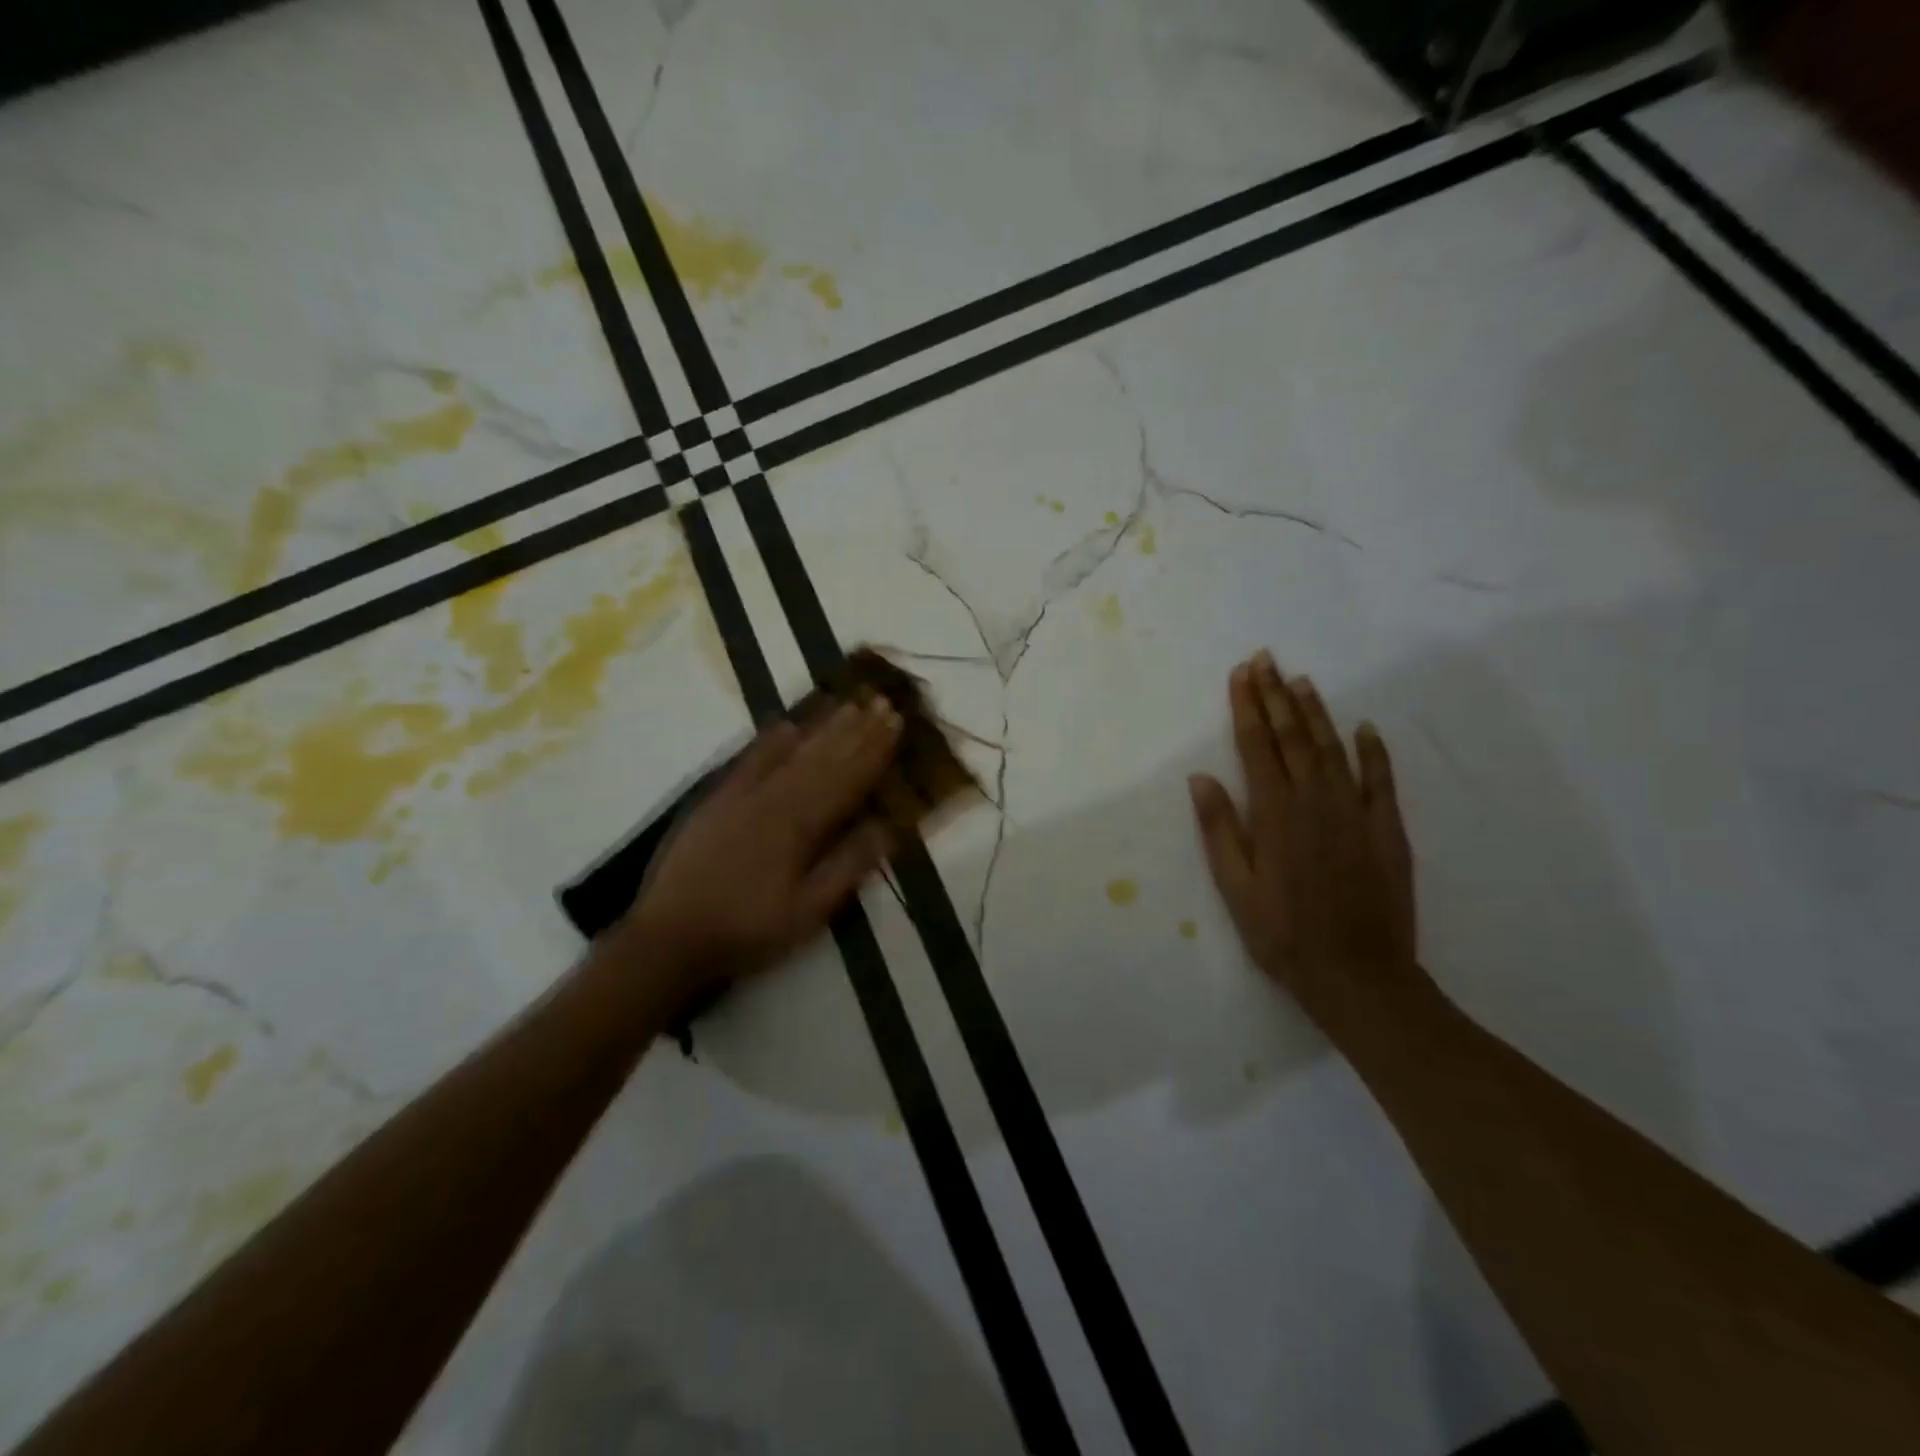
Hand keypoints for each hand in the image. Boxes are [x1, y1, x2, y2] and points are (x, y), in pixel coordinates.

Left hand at [618, 699, 903, 995]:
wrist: (671, 937)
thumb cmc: (749, 929)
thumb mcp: (809, 911)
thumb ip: (848, 865)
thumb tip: (888, 826)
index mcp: (801, 826)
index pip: (848, 779)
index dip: (874, 750)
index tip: (896, 721)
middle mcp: (775, 799)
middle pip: (824, 758)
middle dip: (856, 729)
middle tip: (881, 700)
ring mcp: (743, 795)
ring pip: (791, 752)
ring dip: (822, 727)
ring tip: (848, 703)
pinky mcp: (717, 800)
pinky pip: (749, 760)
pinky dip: (770, 741)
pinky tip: (787, 725)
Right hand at [1188, 651, 1430, 1034]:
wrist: (1358, 975)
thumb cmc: (1283, 935)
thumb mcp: (1235, 888)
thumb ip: (1218, 829)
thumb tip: (1200, 778)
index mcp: (1274, 813)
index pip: (1256, 746)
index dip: (1246, 707)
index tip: (1240, 674)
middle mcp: (1315, 800)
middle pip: (1293, 736)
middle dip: (1275, 695)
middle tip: (1265, 659)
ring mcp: (1356, 812)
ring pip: (1333, 748)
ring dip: (1316, 711)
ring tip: (1301, 680)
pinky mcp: (1387, 829)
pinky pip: (1381, 779)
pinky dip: (1373, 750)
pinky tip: (1365, 727)